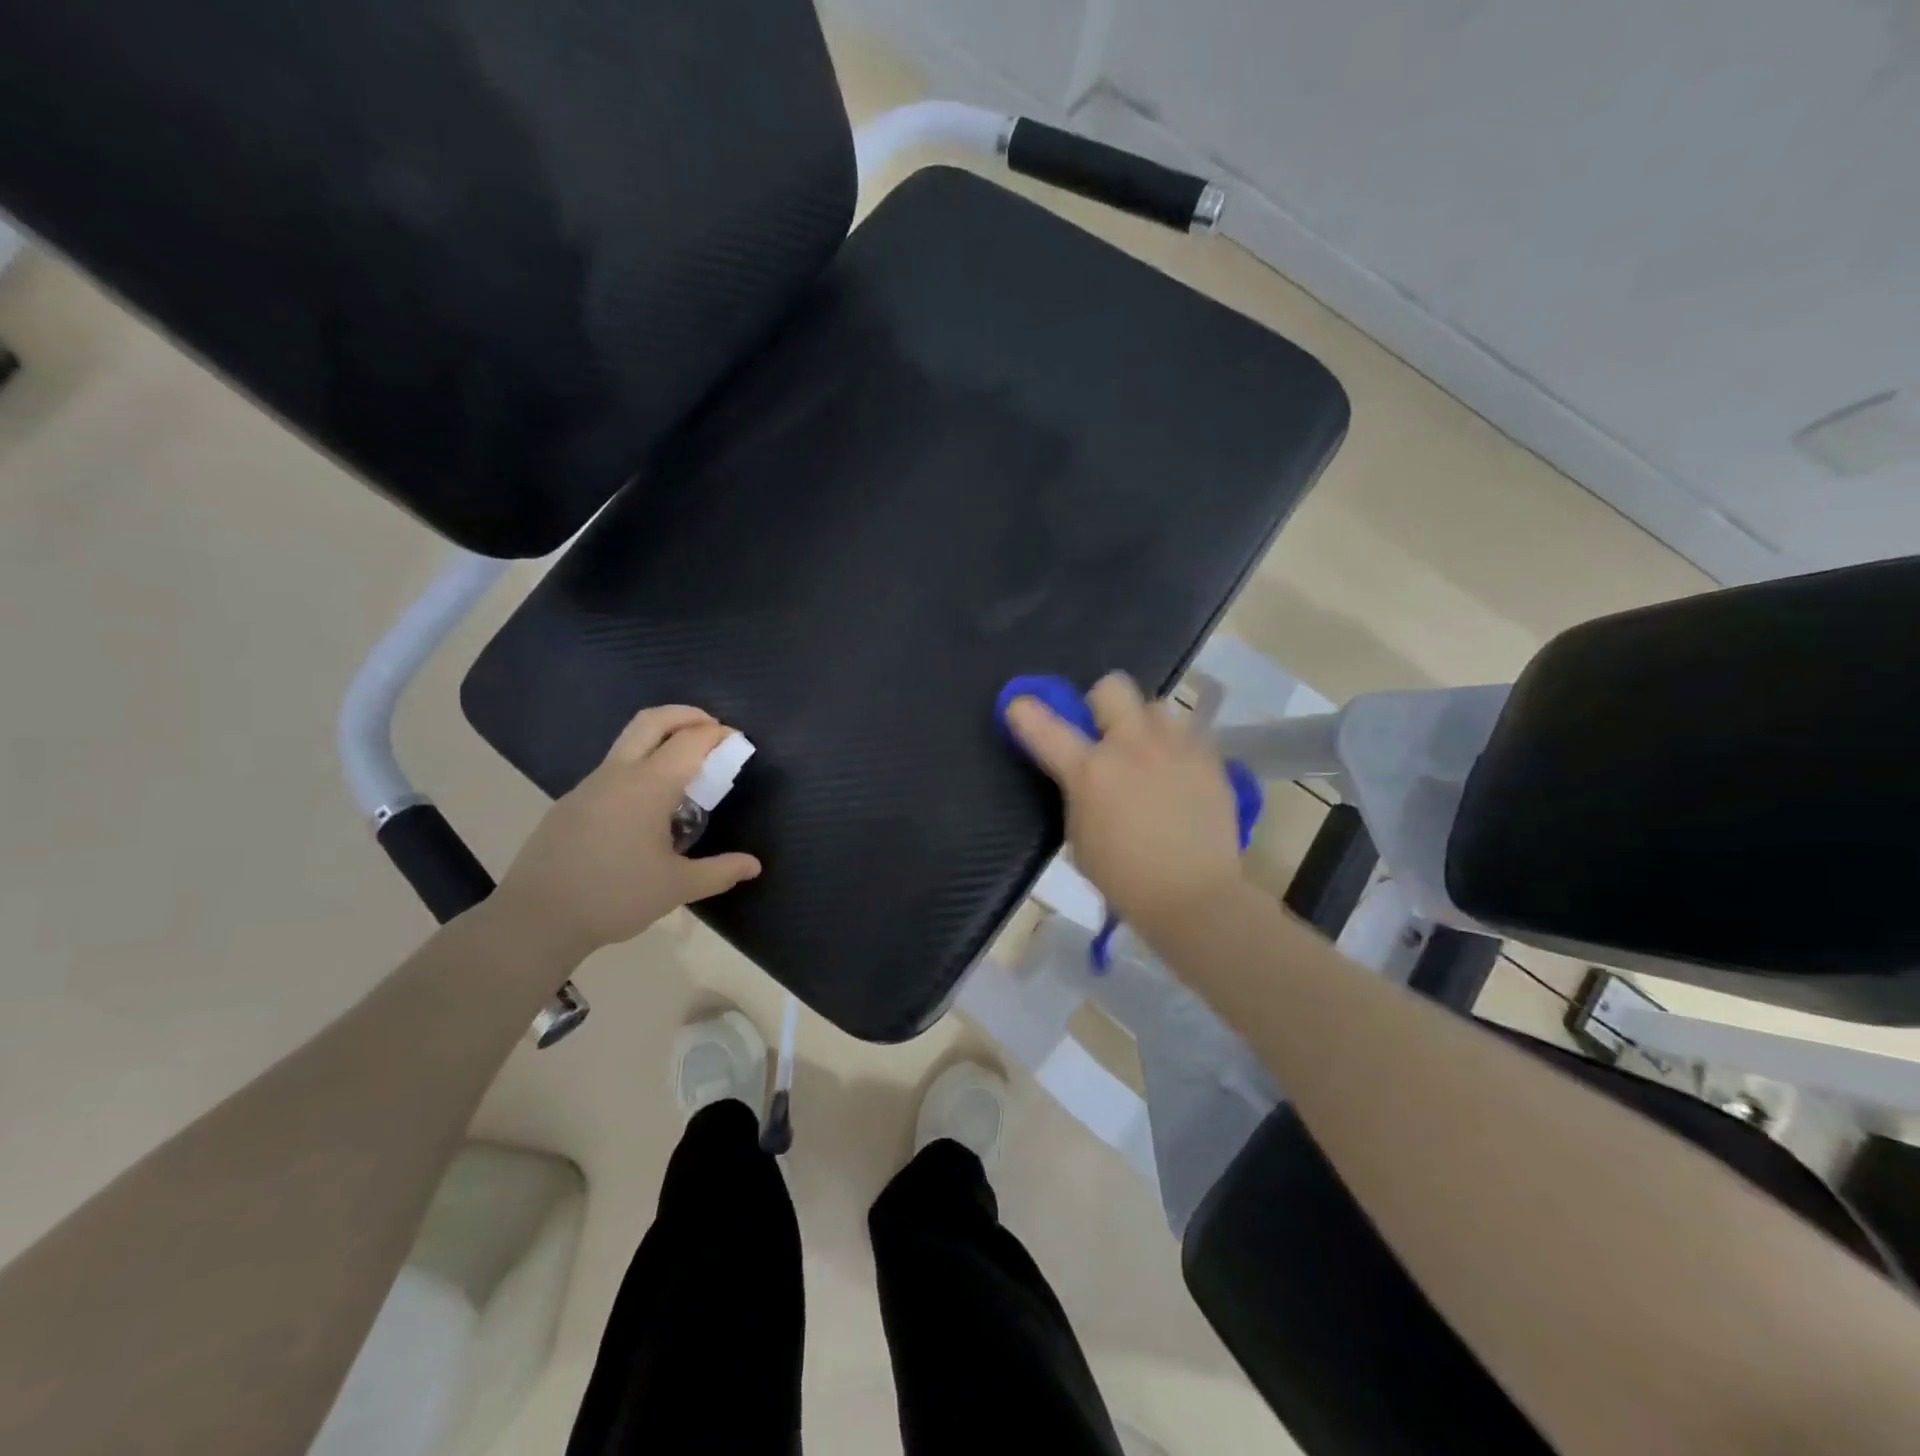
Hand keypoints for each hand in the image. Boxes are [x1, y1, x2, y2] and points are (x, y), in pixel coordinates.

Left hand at [494, 706, 761, 956]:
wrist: (536, 919)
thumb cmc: (615, 897)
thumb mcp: (677, 887)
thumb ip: (720, 872)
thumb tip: (753, 866)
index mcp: (648, 786)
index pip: (690, 741)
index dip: (718, 735)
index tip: (738, 741)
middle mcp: (617, 775)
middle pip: (652, 721)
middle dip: (686, 715)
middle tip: (711, 729)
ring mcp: (589, 787)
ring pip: (628, 743)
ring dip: (661, 740)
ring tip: (685, 772)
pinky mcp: (571, 804)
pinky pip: (613, 770)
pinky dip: (640, 767)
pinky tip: (648, 807)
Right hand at [1007, 672, 1245, 938]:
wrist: (1194, 896)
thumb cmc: (1124, 878)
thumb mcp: (1080, 835)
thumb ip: (1077, 792)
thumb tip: (1082, 771)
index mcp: (1090, 771)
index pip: (1045, 727)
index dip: (1026, 712)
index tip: (1020, 707)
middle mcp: (1132, 746)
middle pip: (1113, 686)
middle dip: (1102, 704)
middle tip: (1105, 734)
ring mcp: (1176, 747)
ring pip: (1156, 705)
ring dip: (1144, 725)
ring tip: (1150, 755)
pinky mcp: (1210, 758)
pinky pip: (1187, 733)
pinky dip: (1174, 747)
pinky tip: (1178, 776)